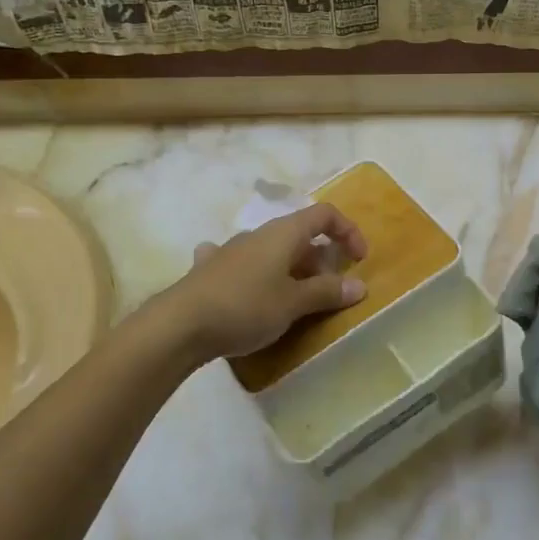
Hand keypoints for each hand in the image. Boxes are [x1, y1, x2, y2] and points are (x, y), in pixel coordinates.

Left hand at [158, 202, 368, 362]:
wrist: (179, 325)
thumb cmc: (245, 307)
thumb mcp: (293, 303)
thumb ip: (327, 292)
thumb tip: (359, 285)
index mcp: (283, 233)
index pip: (324, 214)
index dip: (348, 231)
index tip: (358, 261)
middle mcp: (258, 234)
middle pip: (300, 235)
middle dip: (321, 259)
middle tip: (329, 291)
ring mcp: (230, 250)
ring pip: (272, 251)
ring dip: (290, 269)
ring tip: (295, 298)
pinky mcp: (209, 270)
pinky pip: (242, 264)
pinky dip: (254, 274)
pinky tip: (246, 288)